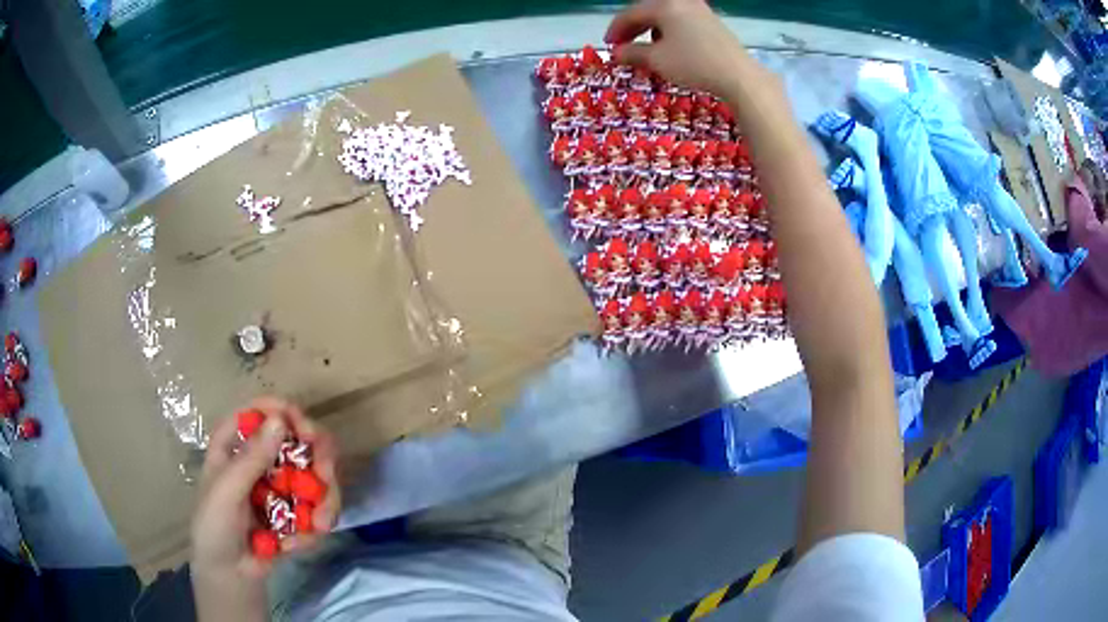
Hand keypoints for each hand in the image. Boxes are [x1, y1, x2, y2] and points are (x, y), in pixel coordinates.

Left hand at [191, 397, 340, 621]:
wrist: (230, 574)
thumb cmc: (215, 526)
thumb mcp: (226, 492)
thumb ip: (251, 459)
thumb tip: (280, 420)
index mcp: (237, 443)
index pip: (263, 411)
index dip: (287, 413)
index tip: (306, 433)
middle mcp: (263, 458)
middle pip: (301, 439)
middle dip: (320, 458)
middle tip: (325, 479)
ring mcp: (283, 485)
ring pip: (318, 475)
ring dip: (324, 501)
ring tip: (317, 528)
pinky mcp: (297, 511)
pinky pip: (319, 509)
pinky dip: (315, 527)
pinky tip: (296, 545)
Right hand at [605, 0, 768, 97]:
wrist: (738, 75)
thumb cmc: (693, 63)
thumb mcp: (657, 60)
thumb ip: (631, 53)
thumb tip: (616, 53)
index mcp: (665, 4)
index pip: (631, 13)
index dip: (616, 30)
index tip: (608, 46)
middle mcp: (682, 1)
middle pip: (649, 11)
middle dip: (633, 29)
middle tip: (622, 47)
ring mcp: (699, 10)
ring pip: (666, 16)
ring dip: (650, 31)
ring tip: (646, 50)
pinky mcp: (712, 22)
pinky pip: (682, 22)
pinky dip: (669, 33)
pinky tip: (670, 48)